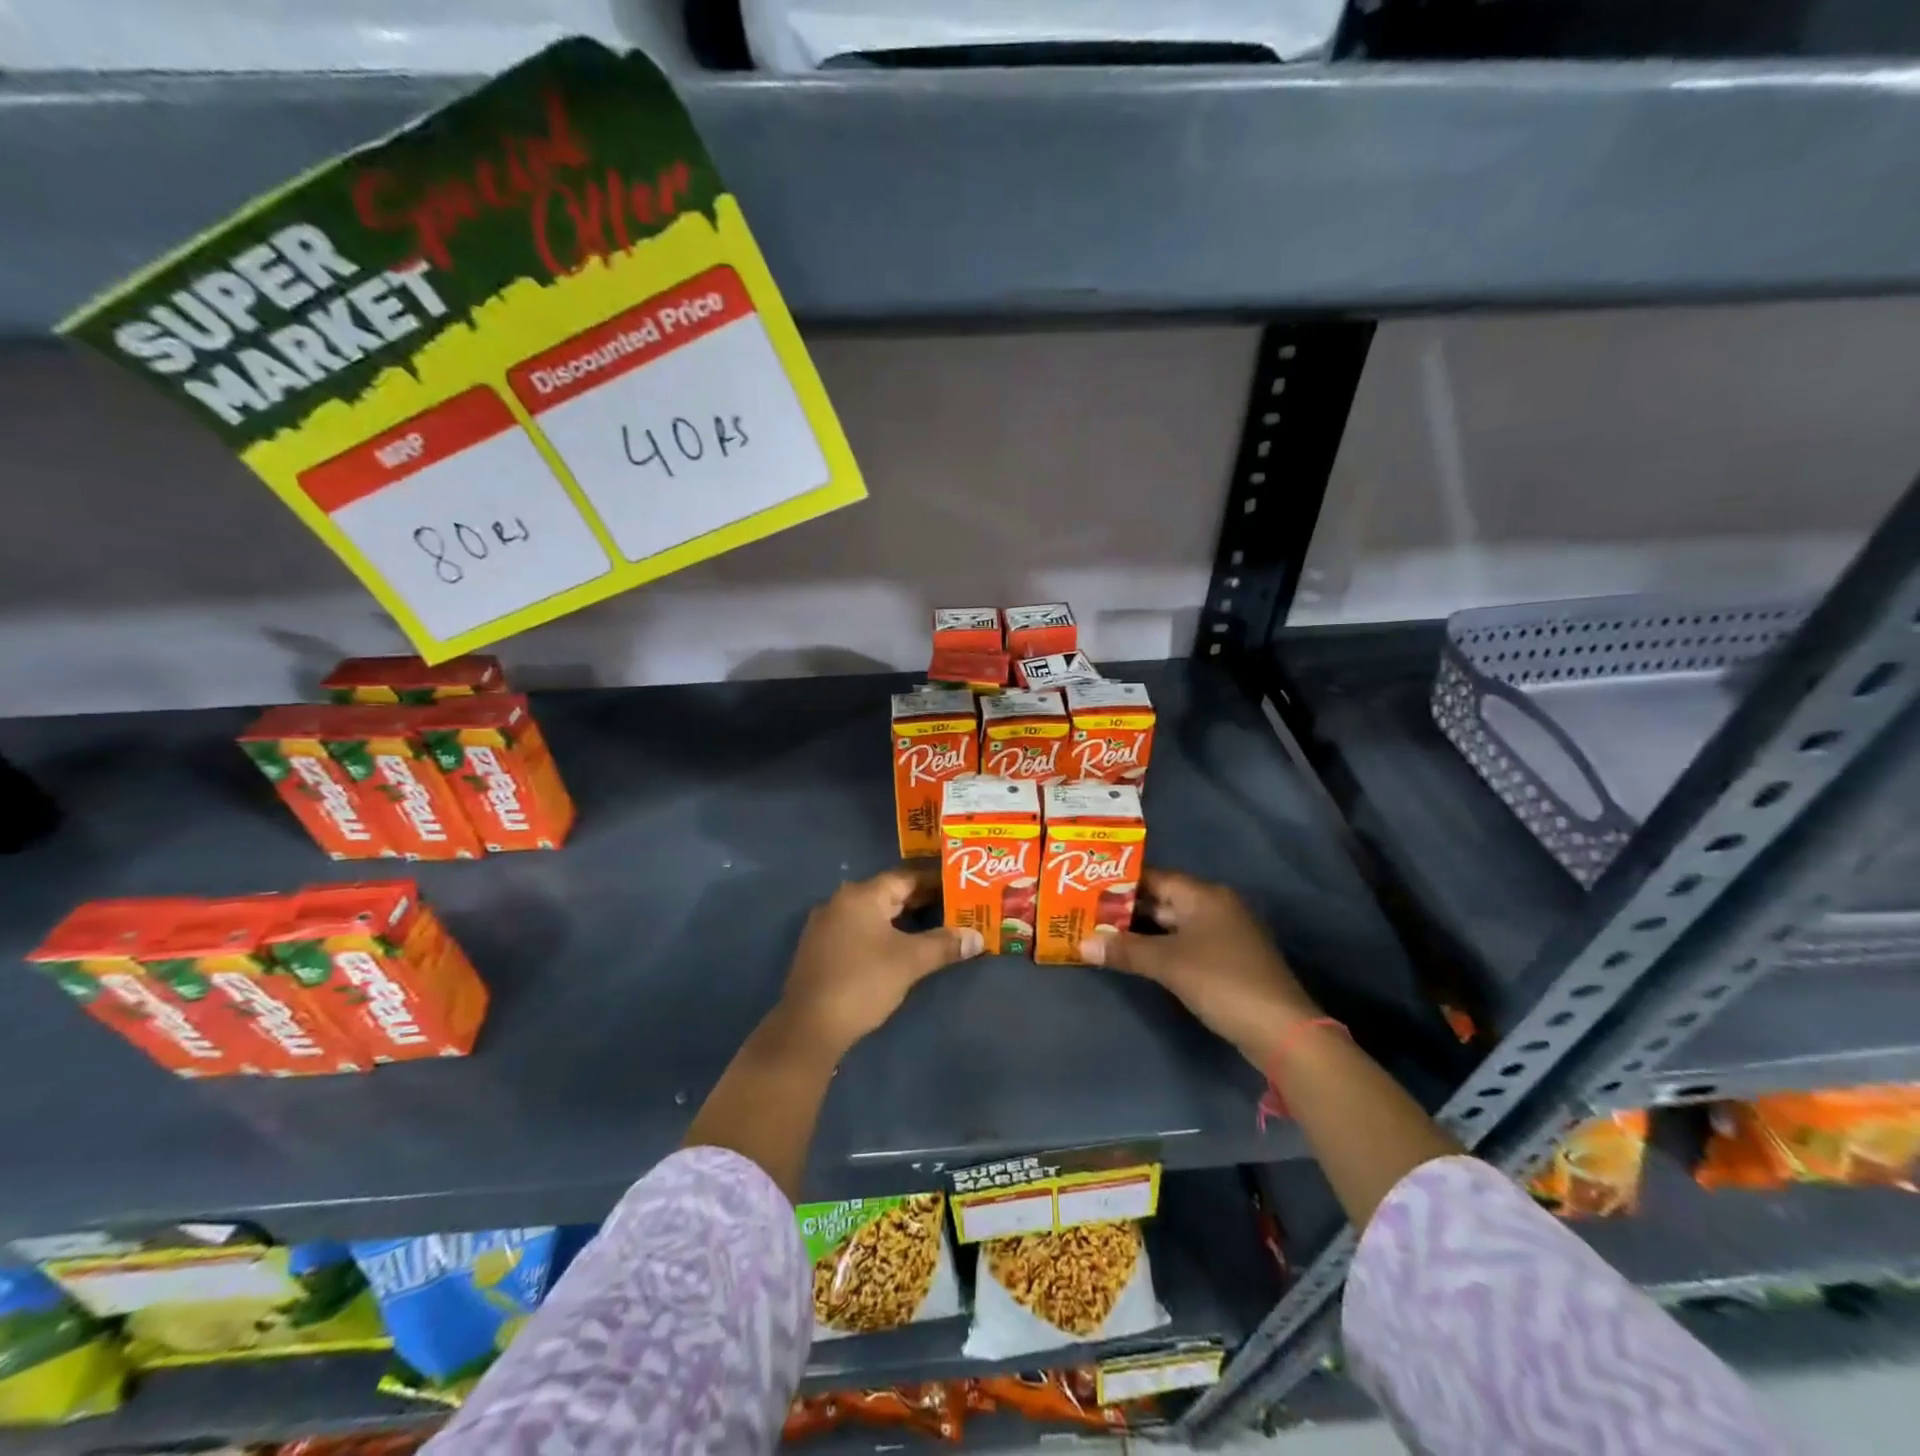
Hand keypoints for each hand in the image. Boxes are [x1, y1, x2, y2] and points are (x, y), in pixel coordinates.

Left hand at [777, 865, 983, 1057]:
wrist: (809, 1027)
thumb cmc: (863, 983)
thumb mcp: (910, 962)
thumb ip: (944, 945)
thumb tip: (977, 937)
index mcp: (861, 895)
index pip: (906, 877)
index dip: (936, 882)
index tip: (961, 887)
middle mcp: (840, 902)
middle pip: (888, 893)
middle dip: (922, 901)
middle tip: (955, 908)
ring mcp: (826, 926)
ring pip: (873, 914)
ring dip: (902, 919)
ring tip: (935, 928)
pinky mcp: (820, 949)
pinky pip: (859, 931)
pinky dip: (882, 934)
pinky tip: (899, 949)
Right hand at [1079, 868, 1320, 1059]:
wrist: (1280, 1030)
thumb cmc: (1221, 981)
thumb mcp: (1168, 964)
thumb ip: (1125, 950)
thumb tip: (1081, 943)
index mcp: (1204, 895)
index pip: (1154, 877)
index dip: (1120, 882)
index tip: (1087, 887)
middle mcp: (1215, 907)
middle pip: (1163, 900)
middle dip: (1127, 909)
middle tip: (1087, 914)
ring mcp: (1224, 934)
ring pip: (1173, 925)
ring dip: (1142, 932)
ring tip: (1103, 935)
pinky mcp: (1227, 961)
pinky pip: (1185, 944)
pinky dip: (1160, 948)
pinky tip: (1136, 958)